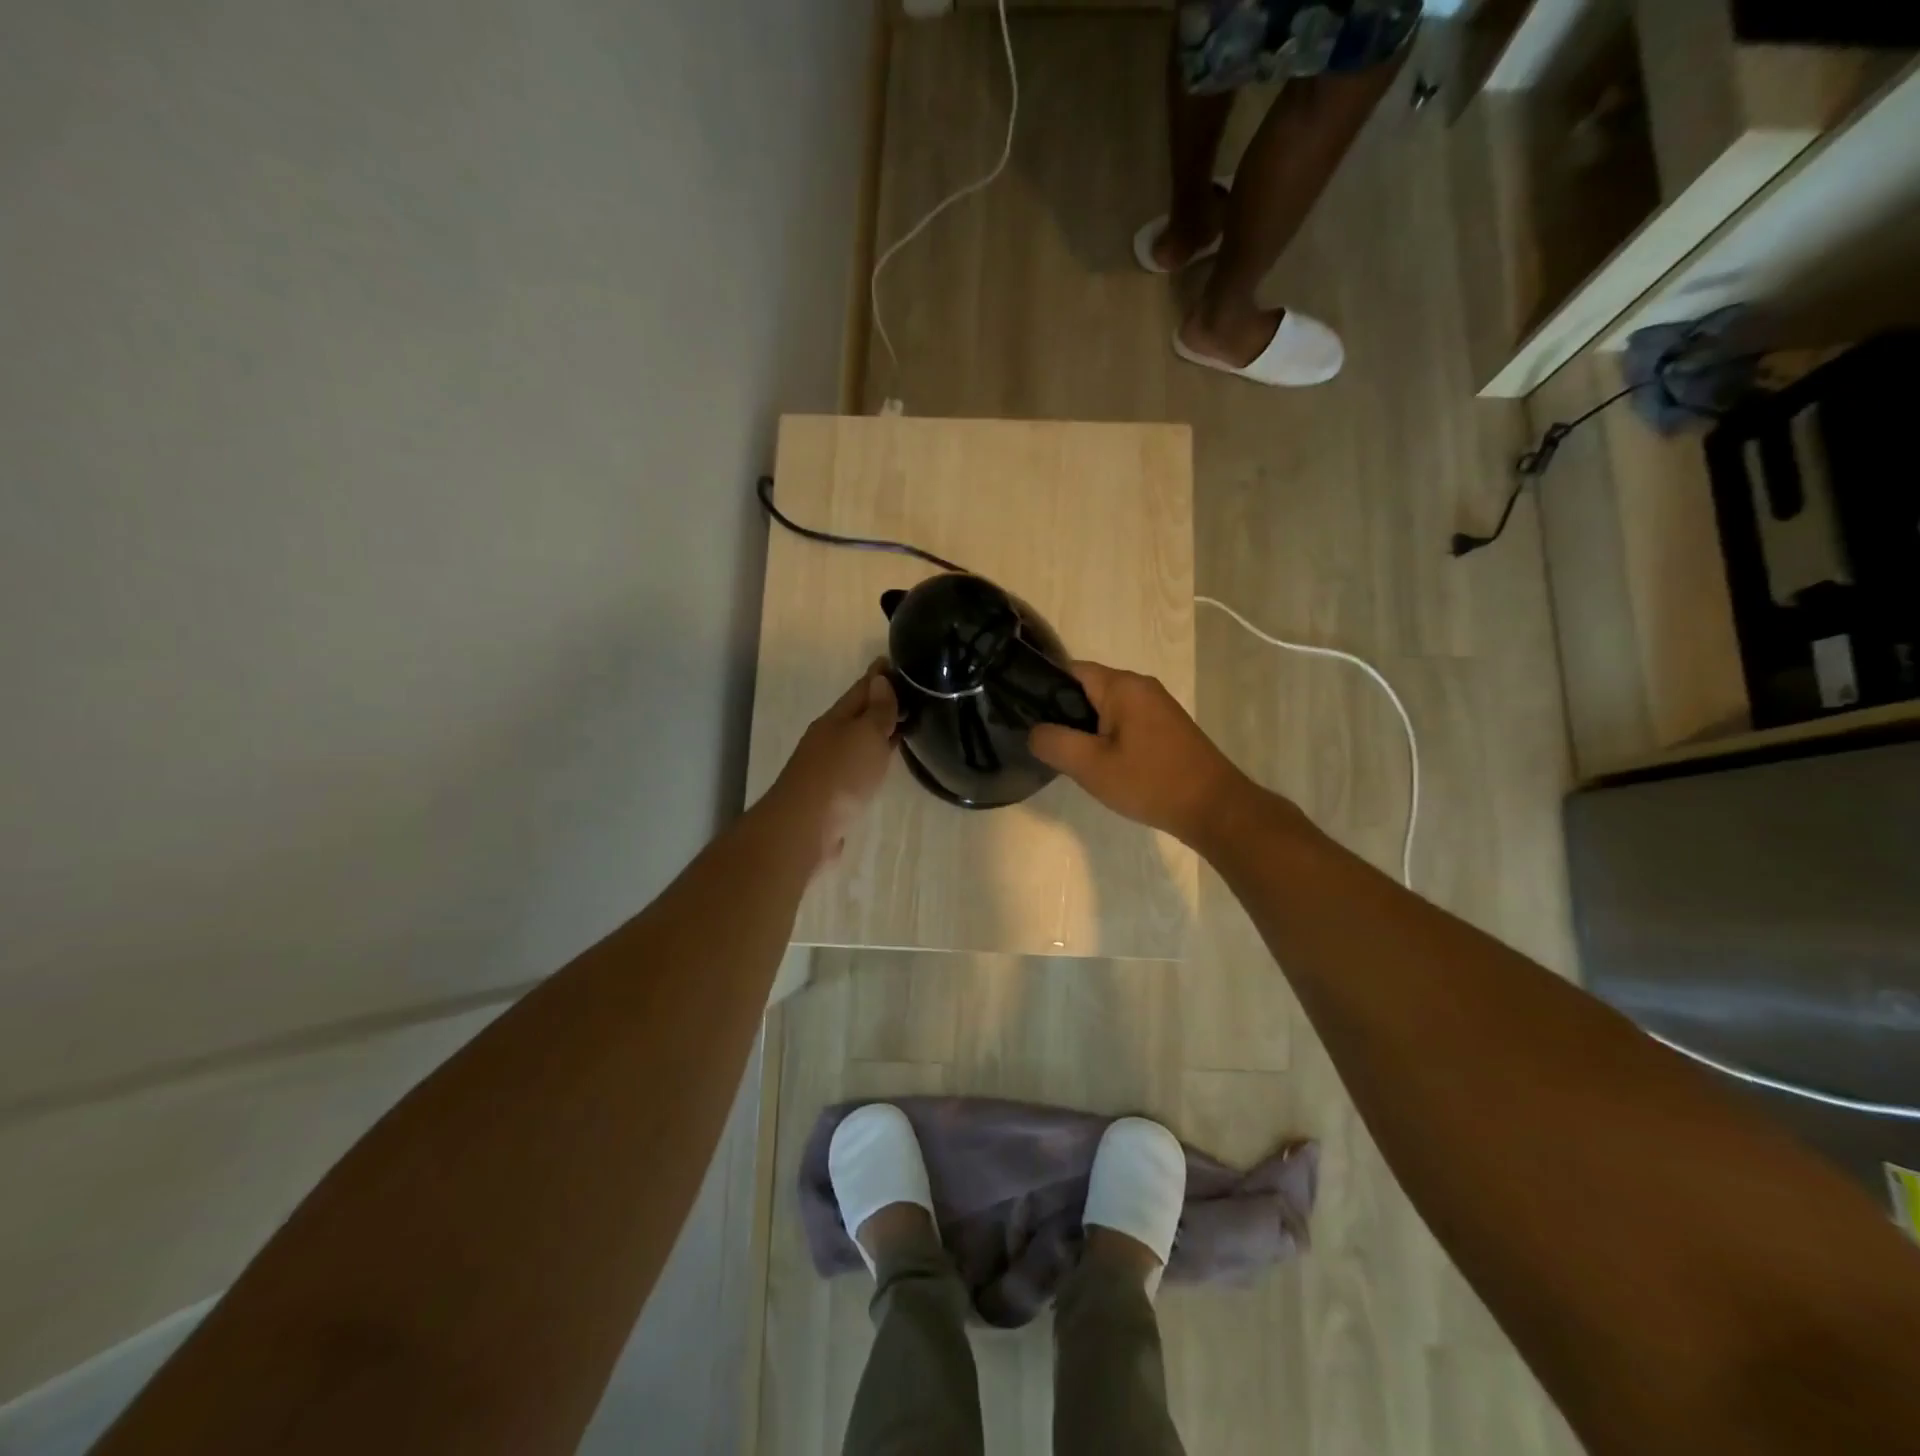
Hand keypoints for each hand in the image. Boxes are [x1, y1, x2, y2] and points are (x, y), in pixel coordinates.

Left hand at [769, 659, 899, 866]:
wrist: (805, 828)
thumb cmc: (840, 775)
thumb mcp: (865, 735)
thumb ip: (877, 710)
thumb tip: (879, 679)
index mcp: (836, 719)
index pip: (862, 688)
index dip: (879, 675)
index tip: (897, 660)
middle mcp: (830, 739)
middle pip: (858, 714)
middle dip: (881, 702)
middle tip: (911, 692)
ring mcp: (829, 767)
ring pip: (859, 741)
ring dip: (879, 731)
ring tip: (905, 724)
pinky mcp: (834, 794)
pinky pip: (859, 767)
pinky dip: (874, 758)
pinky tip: (884, 763)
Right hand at [1029, 661, 1251, 846]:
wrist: (1214, 808)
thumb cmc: (1149, 782)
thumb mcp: (1090, 766)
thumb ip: (1054, 743)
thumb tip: (1035, 731)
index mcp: (1122, 686)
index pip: (1070, 670)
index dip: (1044, 689)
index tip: (1027, 716)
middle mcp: (1141, 686)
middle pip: (1088, 689)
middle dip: (1065, 715)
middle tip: (1049, 747)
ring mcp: (1158, 706)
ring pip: (1107, 709)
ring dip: (1088, 731)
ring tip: (1074, 761)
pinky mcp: (1167, 727)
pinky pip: (1126, 723)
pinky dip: (1109, 739)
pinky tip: (1105, 767)